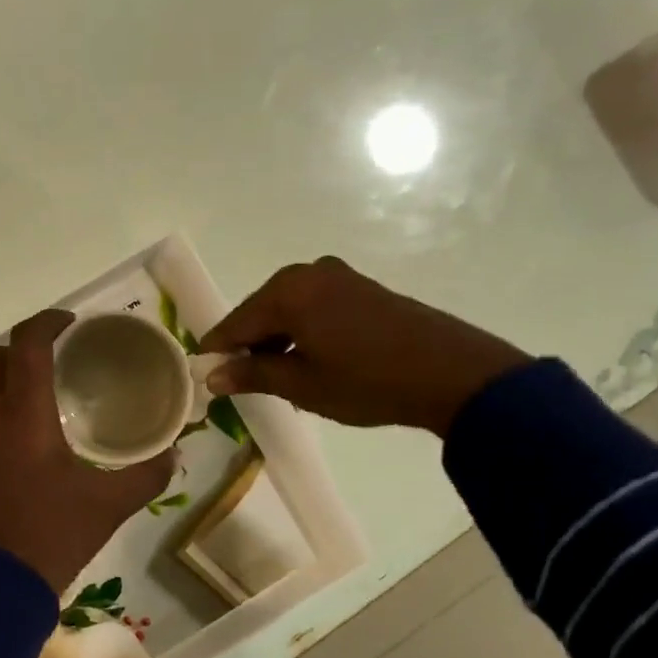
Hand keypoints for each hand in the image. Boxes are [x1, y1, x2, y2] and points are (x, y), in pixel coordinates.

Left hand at [0, 311, 175, 593]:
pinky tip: (21, 438)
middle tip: (58, 358)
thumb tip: (175, 454)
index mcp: (23, 414)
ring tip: (41, 395)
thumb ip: (146, 475)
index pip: (27, 344)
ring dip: (7, 379)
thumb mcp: (109, 505)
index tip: (71, 324)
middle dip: (25, 348)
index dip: (47, 322)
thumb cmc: (52, 536)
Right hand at [199, 257, 529, 436]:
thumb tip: (212, 375)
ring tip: (280, 378)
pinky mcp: (361, 287)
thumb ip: (253, 374)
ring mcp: (338, 276)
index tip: (205, 376)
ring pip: (289, 308)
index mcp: (288, 292)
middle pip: (261, 310)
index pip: (236, 322)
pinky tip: (311, 359)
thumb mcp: (303, 384)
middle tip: (244, 382)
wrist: (452, 373)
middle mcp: (309, 273)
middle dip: (250, 344)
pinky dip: (303, 330)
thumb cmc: (368, 381)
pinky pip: (314, 306)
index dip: (218, 350)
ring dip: (278, 339)